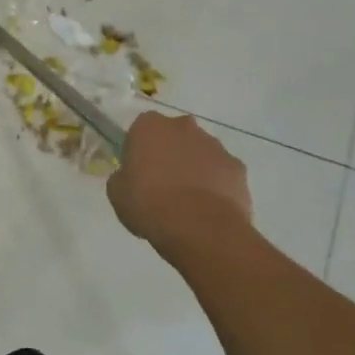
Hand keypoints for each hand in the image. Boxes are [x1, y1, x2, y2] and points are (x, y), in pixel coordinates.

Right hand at [107, 112, 253, 246]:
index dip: (139, 150)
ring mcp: (215, 145)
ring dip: (194, 168)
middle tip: (162, 184)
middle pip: (174, 136)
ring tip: (188, 201)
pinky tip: (209, 208)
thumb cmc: (149, 204)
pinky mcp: (237, 167)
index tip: (137, 172)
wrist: (199, 227)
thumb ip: (123, 177)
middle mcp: (184, 126)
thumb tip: (130, 177)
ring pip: (200, 152)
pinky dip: (216, 185)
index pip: (141, 130)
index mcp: (150, 126)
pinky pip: (222, 172)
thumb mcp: (117, 192)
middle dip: (170, 153)